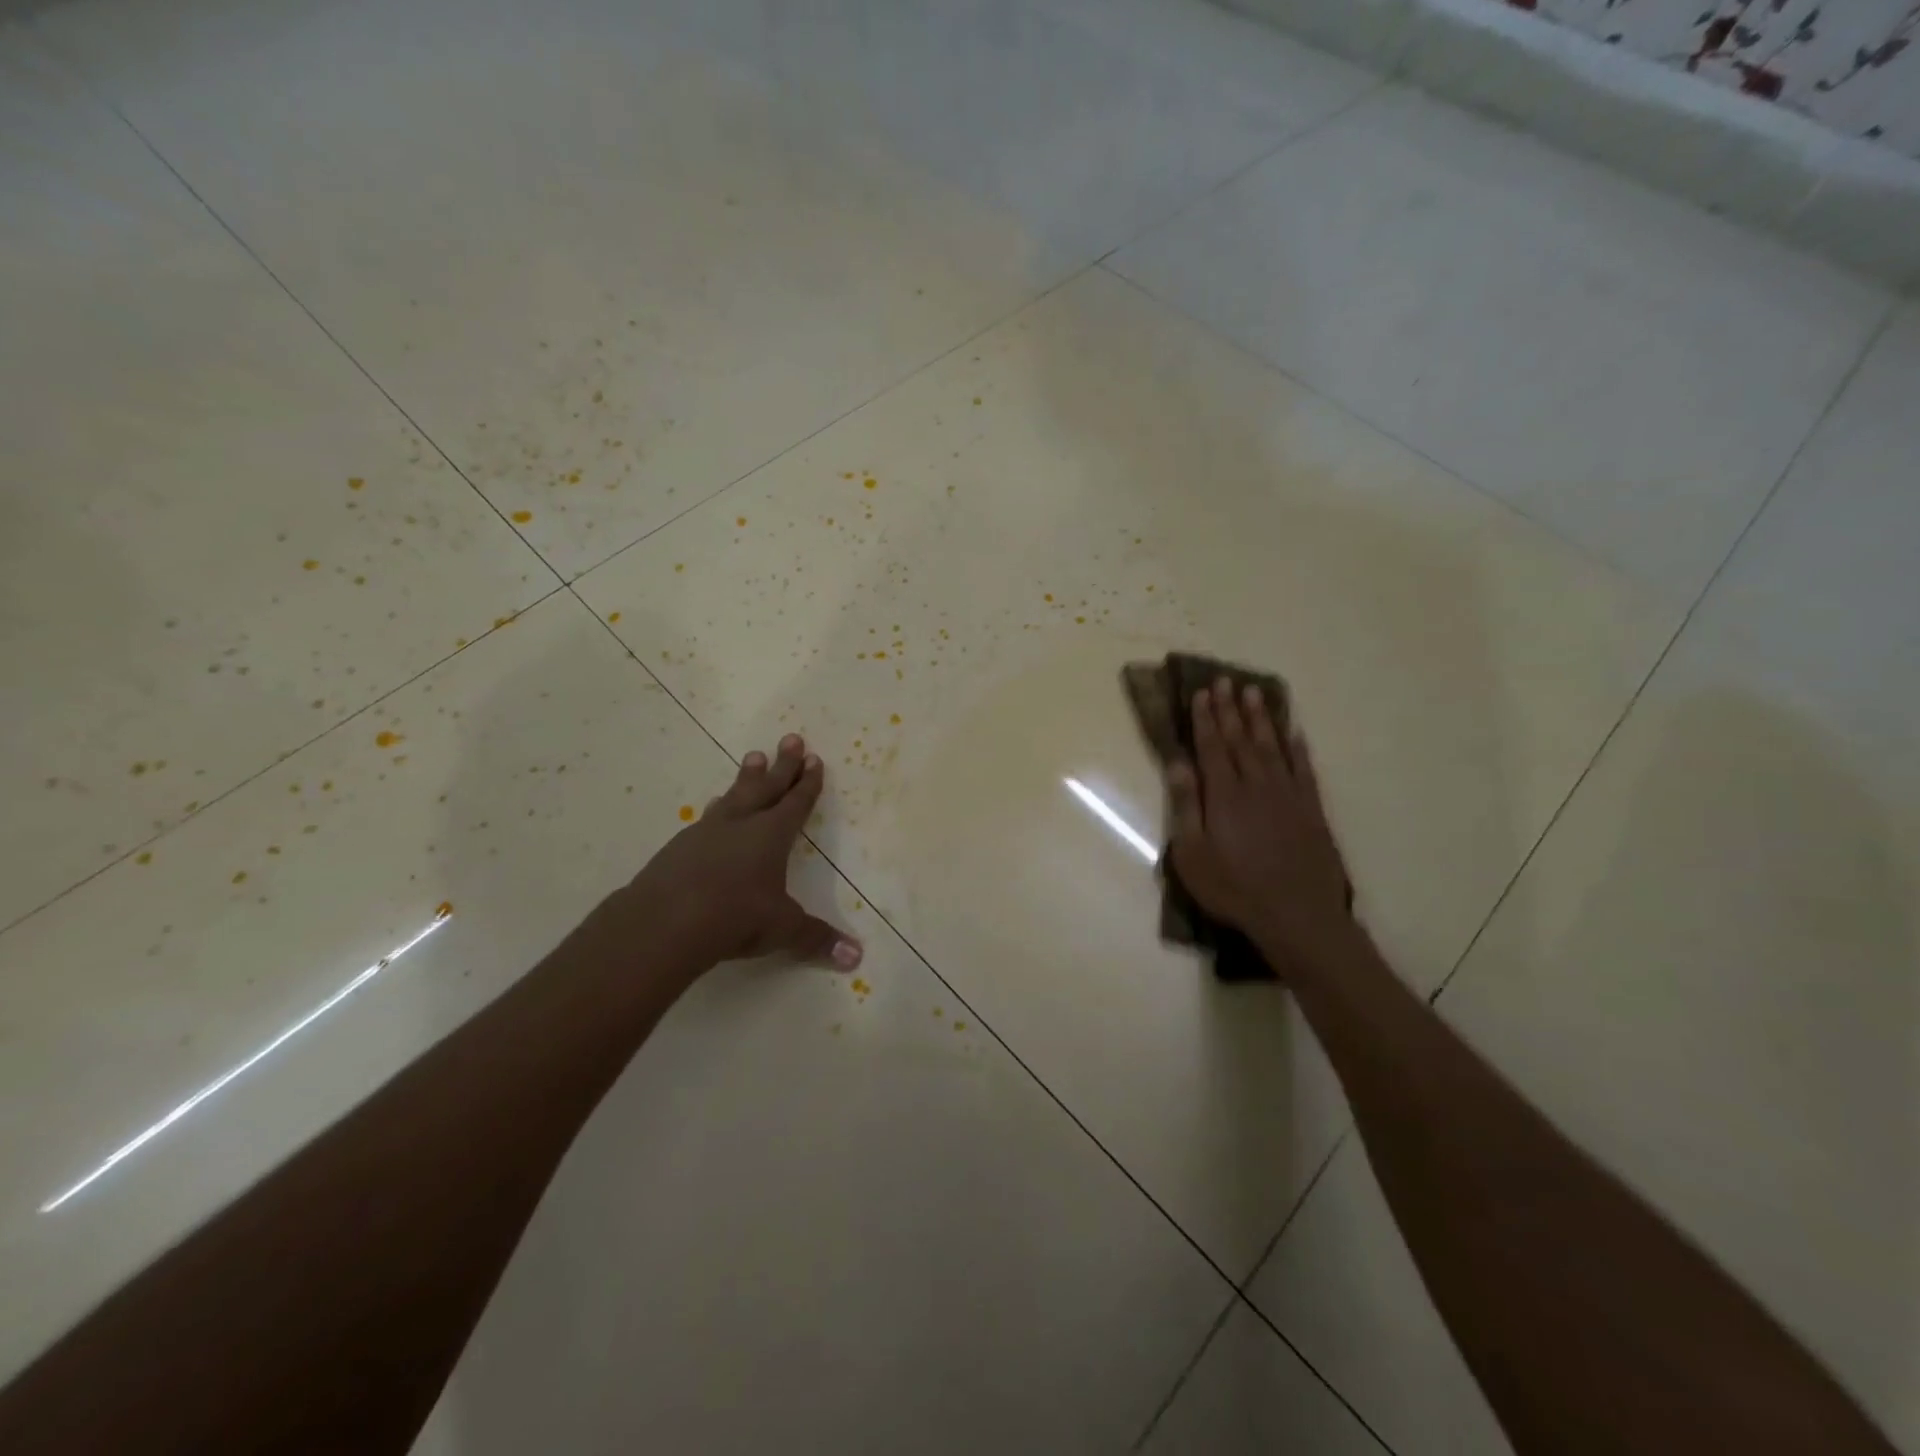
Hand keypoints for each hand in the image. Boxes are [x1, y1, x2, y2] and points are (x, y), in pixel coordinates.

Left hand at [619, 735, 862, 977]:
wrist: (663, 922)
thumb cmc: (734, 917)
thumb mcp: (782, 929)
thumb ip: (817, 939)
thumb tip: (856, 958)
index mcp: (771, 836)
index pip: (795, 803)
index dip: (808, 783)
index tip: (815, 759)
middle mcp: (741, 825)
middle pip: (766, 787)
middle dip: (783, 765)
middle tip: (790, 738)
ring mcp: (706, 832)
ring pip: (734, 797)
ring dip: (746, 779)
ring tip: (752, 759)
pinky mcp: (679, 848)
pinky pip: (706, 818)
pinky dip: (717, 809)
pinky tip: (713, 809)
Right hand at [1166, 680, 1353, 967]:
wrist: (1297, 915)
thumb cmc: (1234, 888)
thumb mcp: (1193, 854)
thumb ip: (1186, 806)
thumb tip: (1178, 763)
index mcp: (1224, 795)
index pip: (1212, 747)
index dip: (1205, 719)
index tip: (1202, 693)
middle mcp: (1256, 786)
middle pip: (1241, 740)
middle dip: (1230, 709)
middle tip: (1225, 681)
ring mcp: (1288, 796)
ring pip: (1272, 747)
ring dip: (1261, 719)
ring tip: (1255, 693)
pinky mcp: (1312, 810)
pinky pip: (1304, 769)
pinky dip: (1298, 748)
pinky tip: (1294, 733)